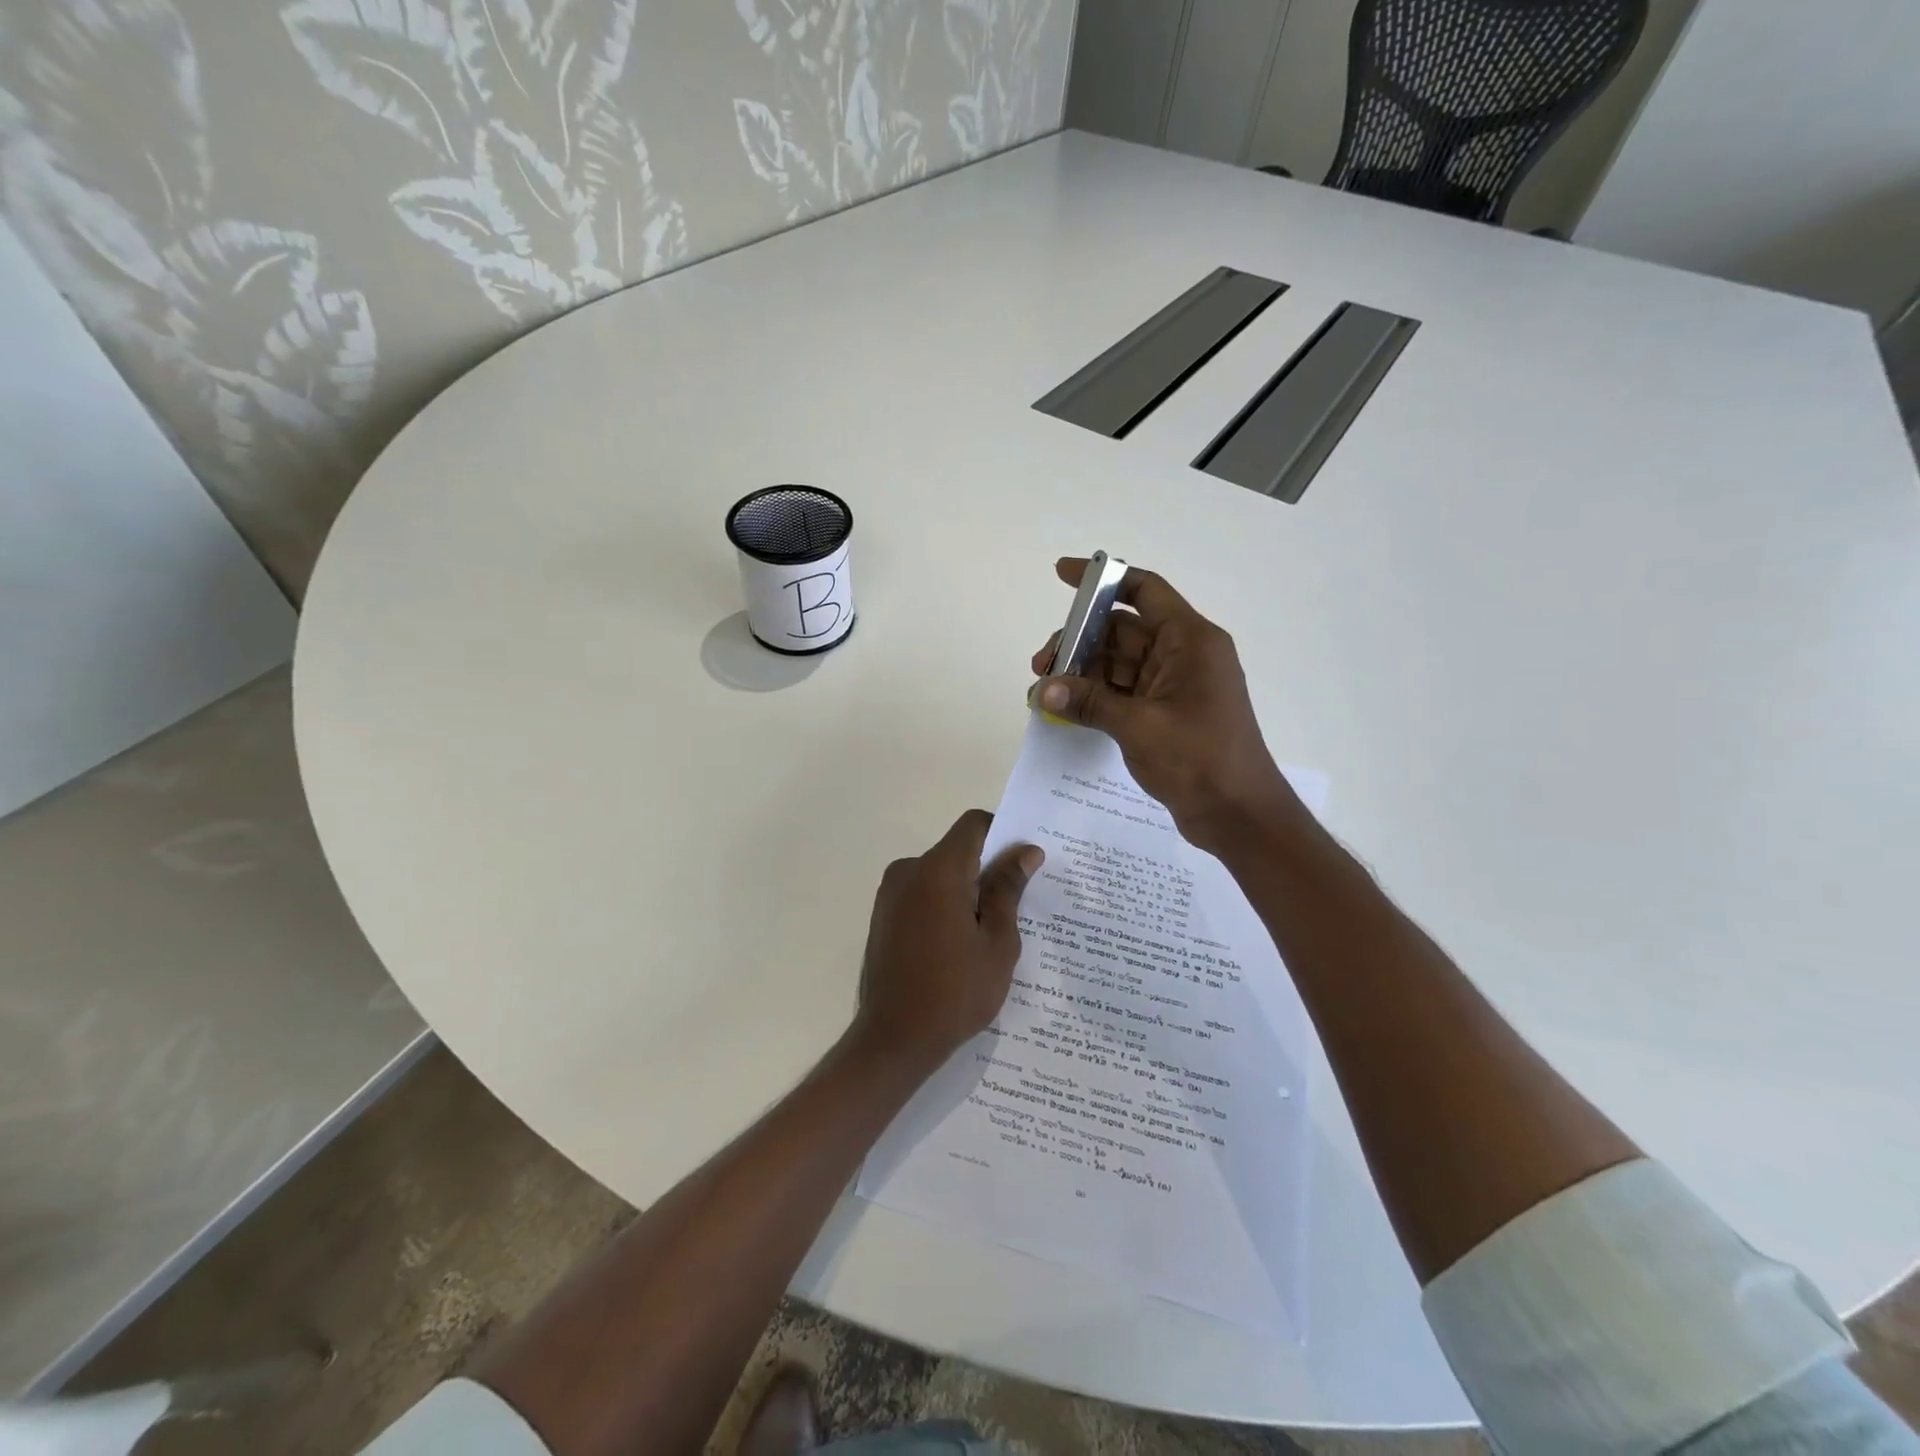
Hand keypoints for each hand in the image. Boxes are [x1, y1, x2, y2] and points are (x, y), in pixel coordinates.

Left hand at [854, 810, 1042, 1073]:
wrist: (894, 1040)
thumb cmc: (955, 992)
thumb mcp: (997, 942)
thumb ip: (1008, 889)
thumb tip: (1025, 851)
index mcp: (938, 871)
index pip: (973, 825)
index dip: (1002, 833)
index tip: (1024, 862)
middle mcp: (908, 871)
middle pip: (956, 850)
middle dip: (986, 869)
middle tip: (1018, 904)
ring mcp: (890, 894)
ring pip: (939, 874)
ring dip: (965, 890)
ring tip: (990, 932)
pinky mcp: (883, 916)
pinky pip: (922, 894)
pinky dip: (944, 906)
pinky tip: (960, 944)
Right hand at [1031, 557, 1299, 854]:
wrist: (1238, 815)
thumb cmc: (1200, 760)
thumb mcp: (1138, 726)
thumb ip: (1088, 702)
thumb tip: (1041, 690)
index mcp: (1191, 641)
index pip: (1144, 590)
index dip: (1102, 579)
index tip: (1062, 575)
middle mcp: (1183, 655)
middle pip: (1122, 629)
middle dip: (1079, 641)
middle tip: (1041, 666)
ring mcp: (1174, 685)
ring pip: (1118, 662)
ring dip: (1083, 672)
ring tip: (1045, 691)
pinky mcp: (1166, 712)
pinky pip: (1123, 691)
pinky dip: (1095, 695)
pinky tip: (1066, 707)